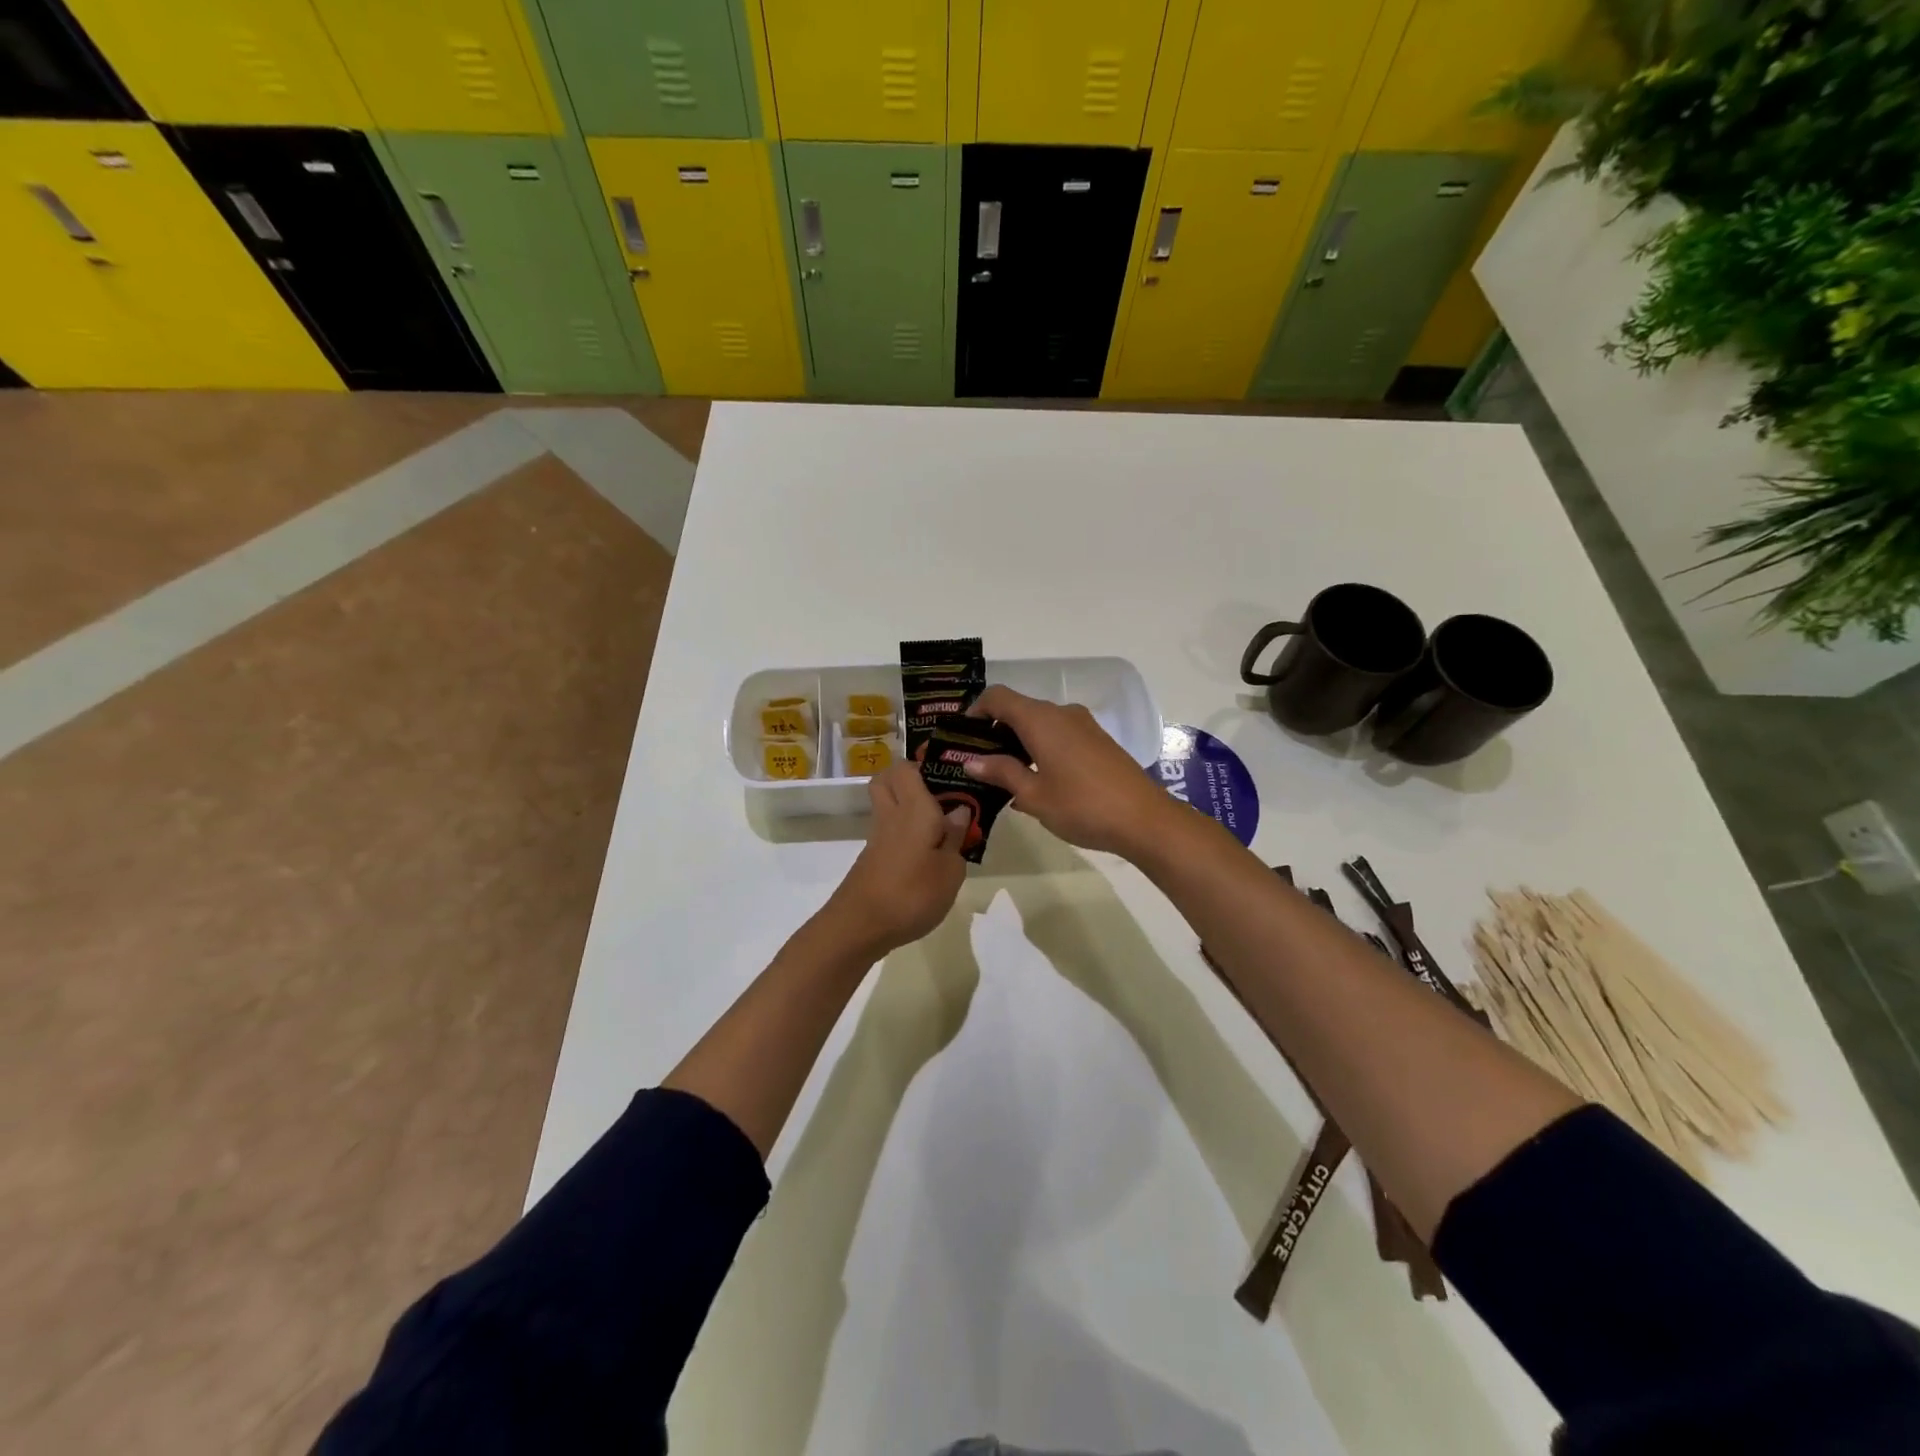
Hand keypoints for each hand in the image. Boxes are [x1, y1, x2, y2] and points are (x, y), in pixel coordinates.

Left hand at [823, 762, 971, 956]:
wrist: (859, 927)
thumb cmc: (912, 894)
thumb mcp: (950, 870)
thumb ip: (956, 838)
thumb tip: (958, 811)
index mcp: (914, 808)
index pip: (907, 767)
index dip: (926, 763)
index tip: (951, 773)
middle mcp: (892, 815)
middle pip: (888, 779)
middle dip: (911, 778)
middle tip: (941, 795)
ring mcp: (878, 837)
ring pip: (888, 804)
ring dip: (909, 807)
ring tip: (942, 827)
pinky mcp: (872, 858)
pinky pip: (889, 830)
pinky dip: (905, 833)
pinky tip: (927, 853)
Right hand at [963, 686, 1182, 857]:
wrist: (1144, 819)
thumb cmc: (1081, 806)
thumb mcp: (1033, 795)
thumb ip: (1001, 772)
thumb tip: (971, 760)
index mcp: (1040, 720)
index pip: (998, 697)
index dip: (975, 711)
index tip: (961, 736)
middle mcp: (1061, 713)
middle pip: (1018, 709)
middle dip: (994, 730)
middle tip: (977, 762)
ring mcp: (1083, 725)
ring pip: (1040, 723)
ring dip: (1018, 741)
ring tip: (1004, 775)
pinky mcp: (1098, 740)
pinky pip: (1059, 734)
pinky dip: (1040, 747)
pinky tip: (1037, 780)